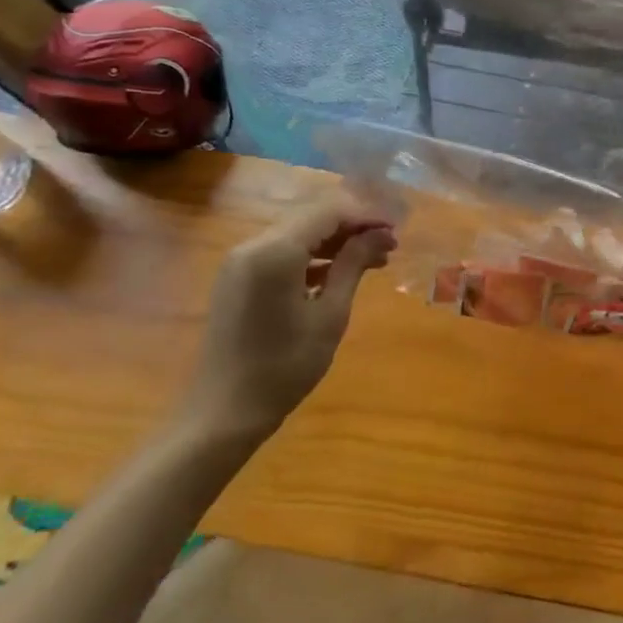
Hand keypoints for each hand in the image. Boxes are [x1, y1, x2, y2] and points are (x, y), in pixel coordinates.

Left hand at [182, 199, 396, 443]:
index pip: (328, 211)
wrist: (225, 411)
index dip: (365, 215)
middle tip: (389, 244)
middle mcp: (252, 246)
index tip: (396, 230)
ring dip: (335, 241)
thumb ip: (353, 265)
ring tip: (373, 260)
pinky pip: (281, 252)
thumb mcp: (330, 315)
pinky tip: (339, 273)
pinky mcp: (237, 278)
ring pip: (297, 233)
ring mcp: (240, 262)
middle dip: (352, 226)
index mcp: (275, 252)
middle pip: (311, 217)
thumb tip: (380, 234)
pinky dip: (312, 256)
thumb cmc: (285, 366)